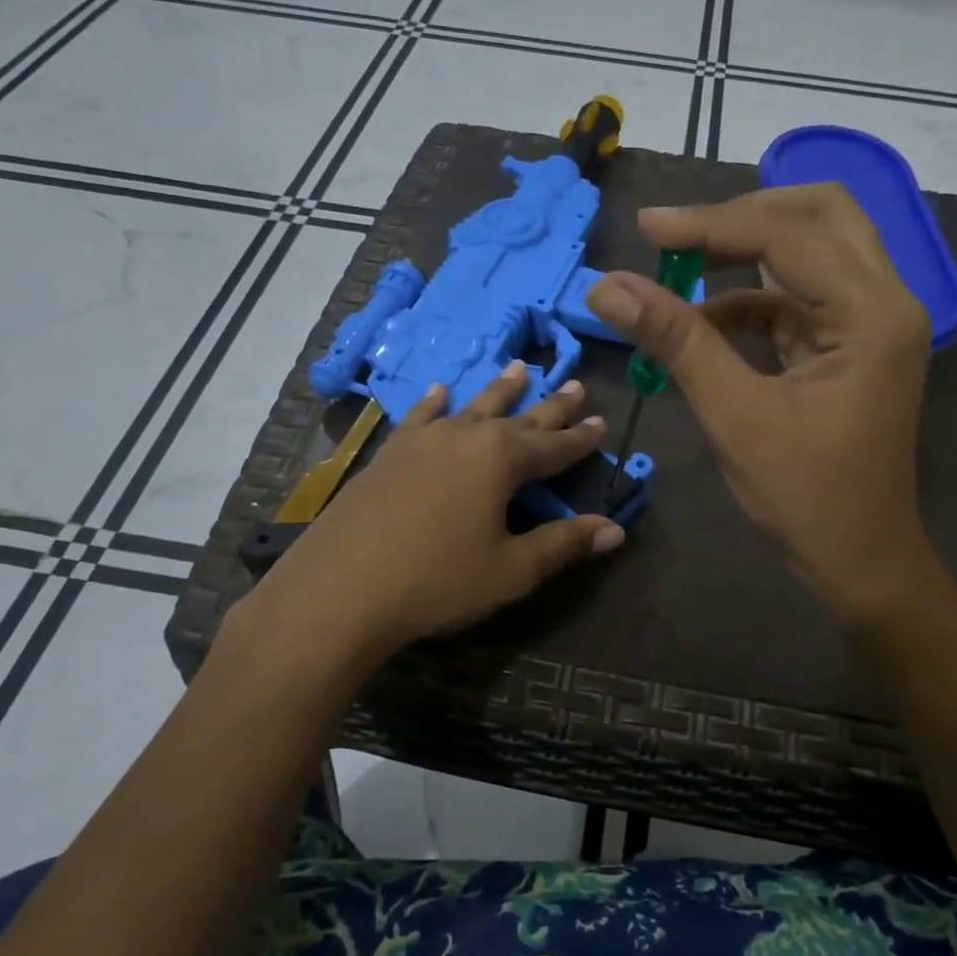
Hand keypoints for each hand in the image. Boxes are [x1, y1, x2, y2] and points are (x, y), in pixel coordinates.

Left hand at [246, 362, 624, 658]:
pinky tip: (440, 391)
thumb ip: (563, 544)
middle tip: (575, 384)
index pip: (555, 446)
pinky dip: (434, 403)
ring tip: (519, 367)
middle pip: (519, 417)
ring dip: (500, 390)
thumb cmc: (437, 580)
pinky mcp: (390, 453)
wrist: (341, 588)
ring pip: (473, 407)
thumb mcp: (511, 569)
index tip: (603, 420)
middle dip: (551, 405)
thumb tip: (615, 529)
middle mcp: (466, 437)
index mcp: (502, 461)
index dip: (581, 438)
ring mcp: (424, 441)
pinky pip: (420, 417)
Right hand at [587, 183, 931, 620]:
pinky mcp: (852, 344)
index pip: (786, 237)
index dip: (709, 226)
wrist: (858, 560)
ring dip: (748, 251)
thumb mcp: (734, 414)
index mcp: (872, 313)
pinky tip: (702, 319)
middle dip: (745, 216)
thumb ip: (676, 341)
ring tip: (680, 266)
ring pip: (814, 247)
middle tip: (680, 235)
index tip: (645, 229)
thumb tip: (607, 287)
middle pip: (820, 215)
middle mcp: (886, 301)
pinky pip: (800, 296)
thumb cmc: (805, 495)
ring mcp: (873, 322)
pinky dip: (751, 298)